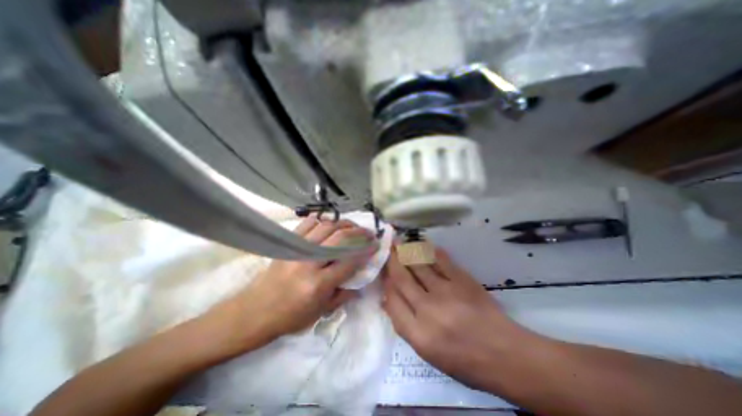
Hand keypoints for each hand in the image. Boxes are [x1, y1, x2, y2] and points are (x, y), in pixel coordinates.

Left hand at [205, 217, 376, 355]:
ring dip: (344, 223)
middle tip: (368, 232)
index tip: (375, 245)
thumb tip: (361, 281)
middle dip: (359, 233)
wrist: (254, 311)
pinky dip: (322, 220)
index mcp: (318, 284)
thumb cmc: (290, 317)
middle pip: (340, 238)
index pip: (349, 261)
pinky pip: (308, 224)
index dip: (366, 251)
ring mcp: (297, 250)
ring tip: (353, 226)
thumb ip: (343, 295)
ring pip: (326, 227)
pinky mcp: (288, 244)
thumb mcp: (320, 312)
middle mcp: (309, 263)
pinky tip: (331, 223)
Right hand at [382, 246, 532, 390]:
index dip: (386, 282)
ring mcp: (446, 292)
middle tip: (387, 247)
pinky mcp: (462, 280)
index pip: (392, 300)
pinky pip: (441, 260)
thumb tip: (387, 299)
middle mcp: (428, 310)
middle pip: (402, 278)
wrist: (504, 354)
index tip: (383, 271)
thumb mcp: (427, 353)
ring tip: (399, 241)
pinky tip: (423, 245)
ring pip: (418, 265)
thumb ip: (404, 324)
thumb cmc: (463, 360)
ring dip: (407, 251)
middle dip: (392, 260)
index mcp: (418, 334)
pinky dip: (430, 251)